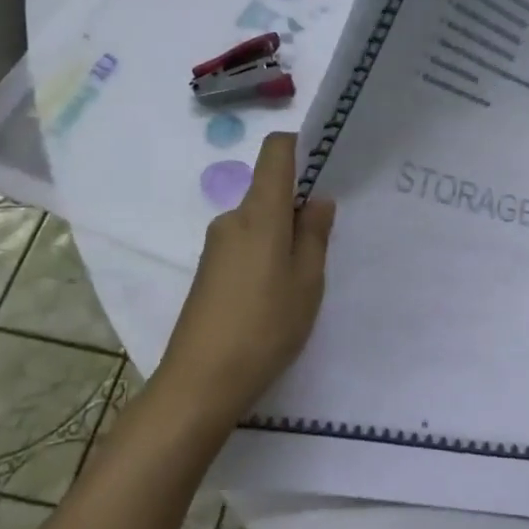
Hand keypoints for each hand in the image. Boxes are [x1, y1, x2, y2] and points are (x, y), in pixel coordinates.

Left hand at [156, 132, 334, 420]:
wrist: (200, 381)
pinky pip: (246, 244)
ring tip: (304, 278)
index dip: (301, 146)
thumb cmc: (265, 326)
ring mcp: (216, 245)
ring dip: (285, 236)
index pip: (275, 152)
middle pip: (270, 190)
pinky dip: (267, 254)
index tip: (326, 165)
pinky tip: (278, 294)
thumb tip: (318, 200)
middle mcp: (232, 219)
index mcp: (259, 214)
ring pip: (260, 222)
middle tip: (328, 243)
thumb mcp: (307, 282)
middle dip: (300, 206)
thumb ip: (315, 235)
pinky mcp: (209, 270)